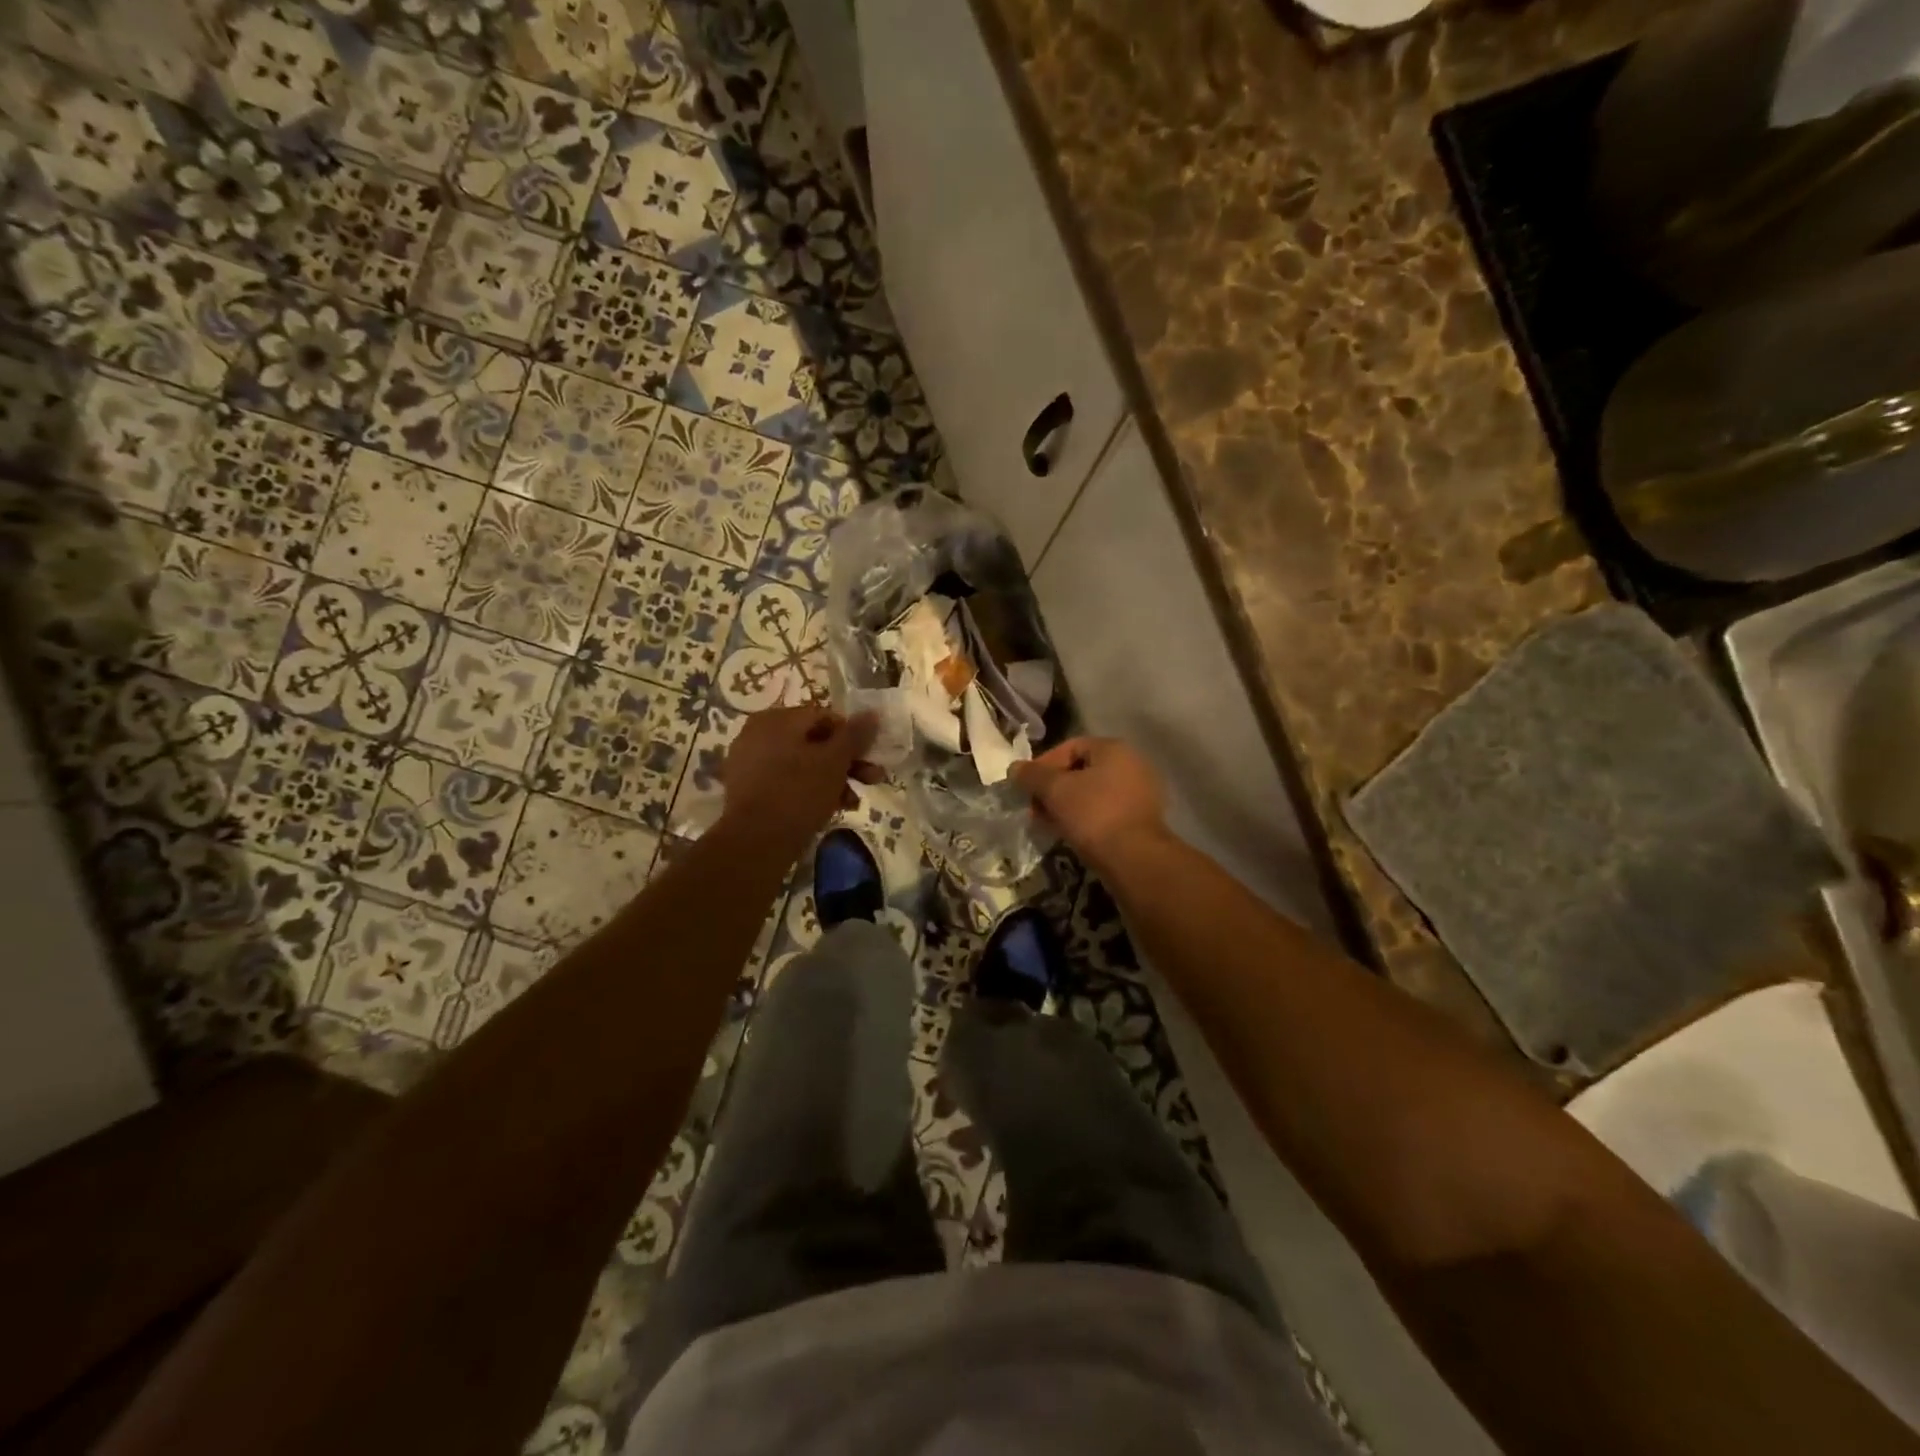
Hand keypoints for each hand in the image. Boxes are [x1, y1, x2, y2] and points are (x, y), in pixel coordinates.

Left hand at [719, 706, 881, 851]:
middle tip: (872, 780)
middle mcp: (758, 733)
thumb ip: (854, 735)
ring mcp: (749, 762)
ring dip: (832, 779)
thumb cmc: (798, 793)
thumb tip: (872, 713)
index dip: (852, 736)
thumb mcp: (834, 762)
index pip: (825, 717)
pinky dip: (809, 790)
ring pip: (802, 764)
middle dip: (846, 762)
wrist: (754, 843)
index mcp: (777, 719)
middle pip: (813, 741)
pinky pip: (786, 781)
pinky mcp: (747, 789)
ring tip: (853, 802)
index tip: (870, 758)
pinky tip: (829, 809)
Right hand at [1012, 737, 1170, 874]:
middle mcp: (1132, 764)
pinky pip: (1106, 810)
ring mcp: (1141, 793)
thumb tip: (1015, 768)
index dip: (1043, 764)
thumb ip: (1032, 775)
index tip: (1027, 787)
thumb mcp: (1055, 791)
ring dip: (1067, 804)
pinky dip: (1086, 818)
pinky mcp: (1142, 819)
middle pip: (1082, 770)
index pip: (1070, 746)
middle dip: (1054, 788)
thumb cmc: (1094, 815)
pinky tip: (1071, 834)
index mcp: (1114, 749)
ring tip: (1049, 823)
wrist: (1134, 859)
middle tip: (1035, 808)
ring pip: (1093, 792)